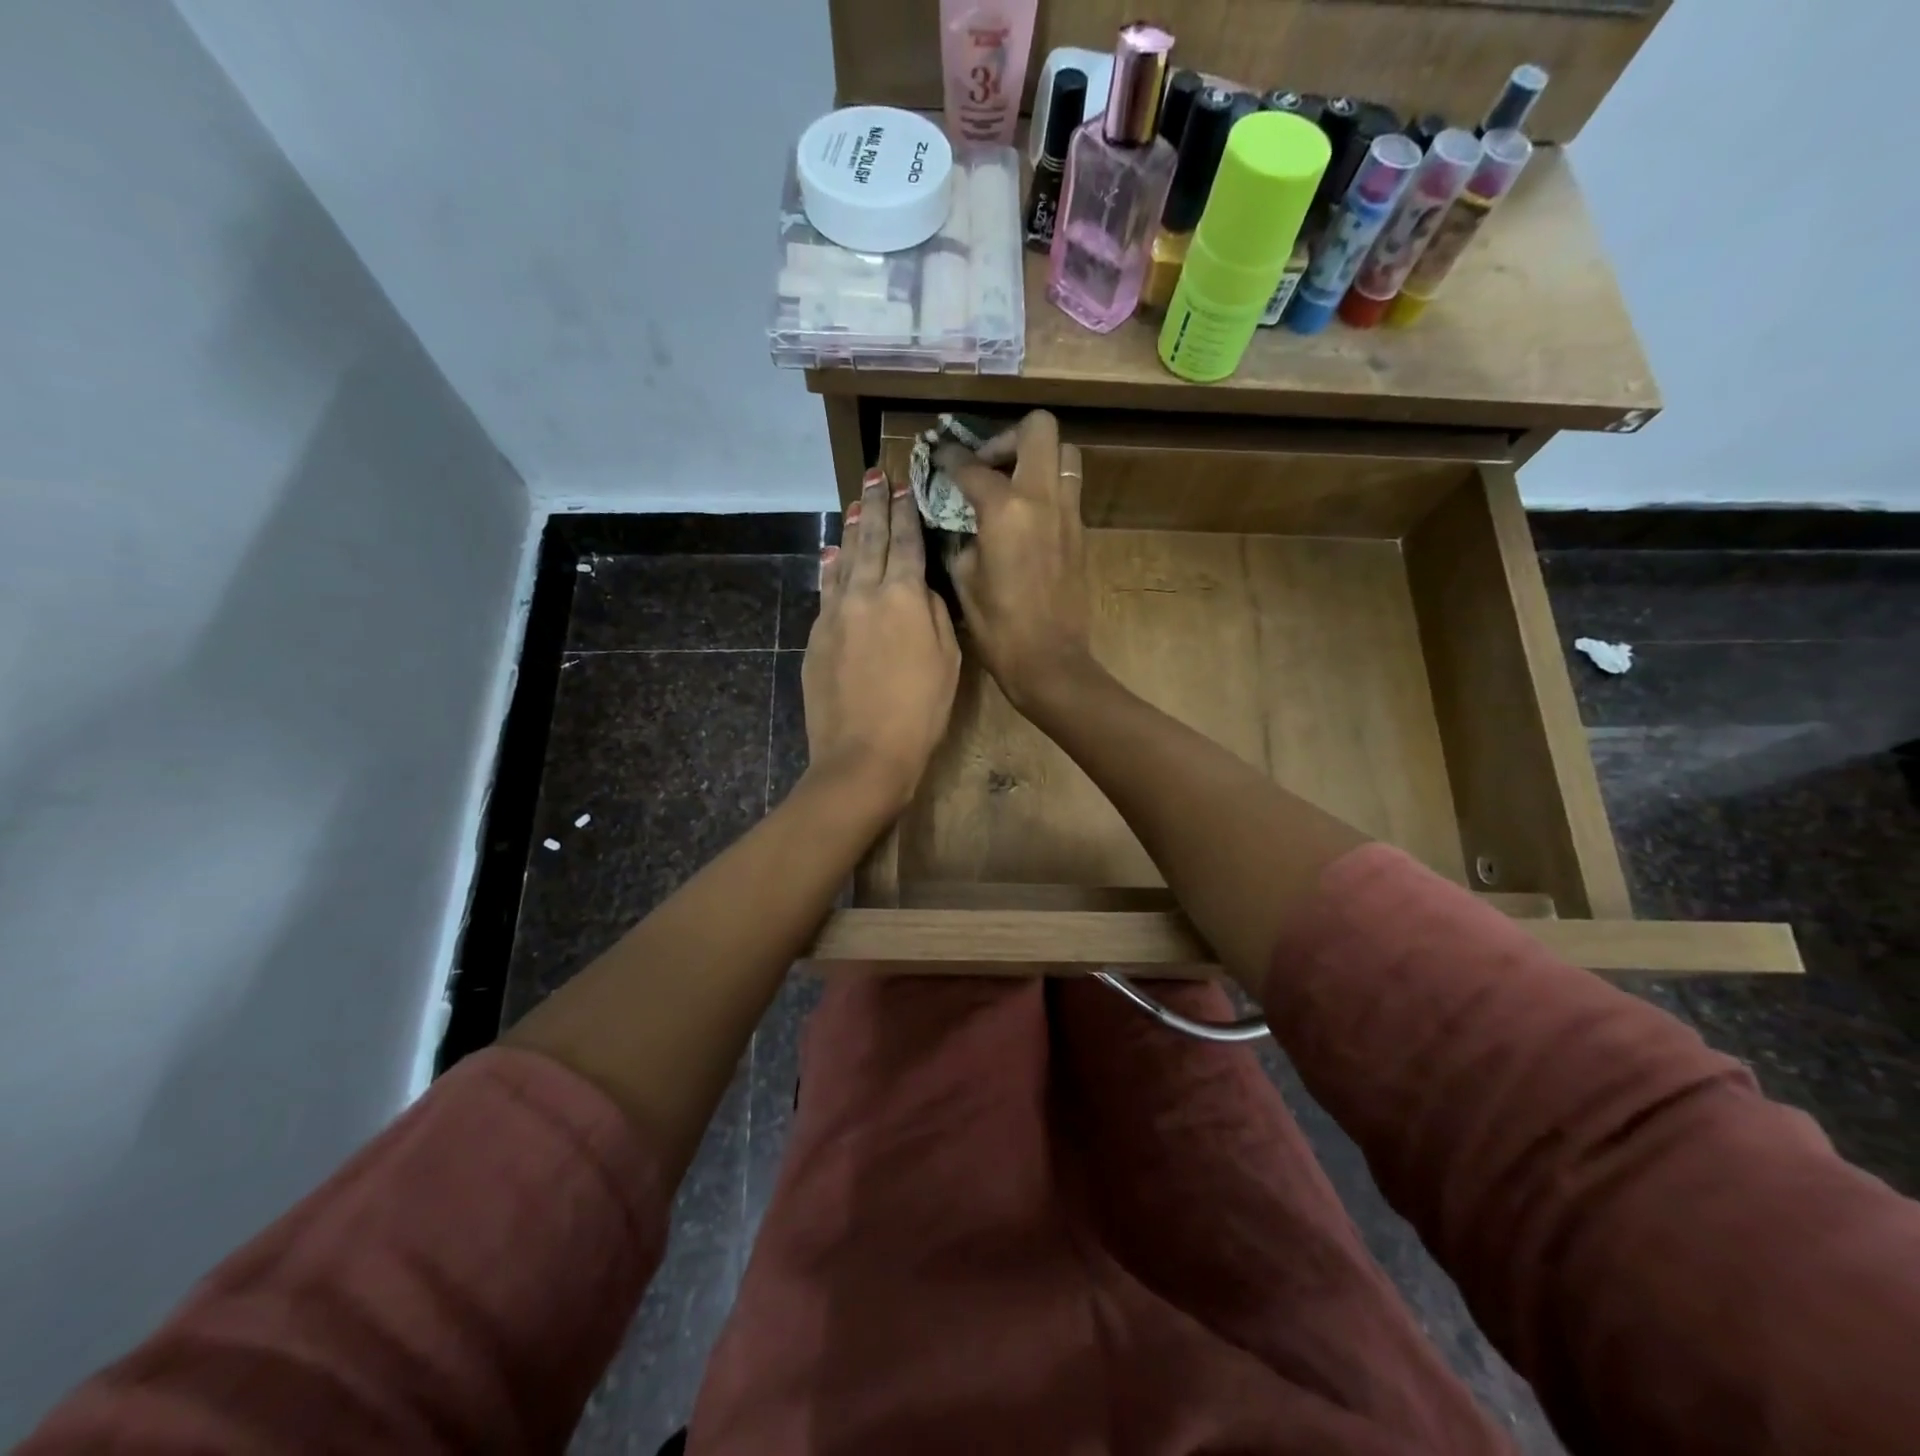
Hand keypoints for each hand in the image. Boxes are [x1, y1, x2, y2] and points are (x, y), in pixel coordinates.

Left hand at [802, 466, 959, 812]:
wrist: (863, 754)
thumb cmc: (920, 712)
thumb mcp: (947, 661)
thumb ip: (934, 615)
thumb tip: (919, 588)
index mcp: (903, 596)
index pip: (906, 542)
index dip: (906, 511)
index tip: (904, 485)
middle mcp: (864, 593)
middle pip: (870, 540)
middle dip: (874, 504)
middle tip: (874, 474)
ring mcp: (834, 613)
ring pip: (843, 560)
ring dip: (850, 529)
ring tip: (854, 504)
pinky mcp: (816, 636)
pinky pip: (826, 590)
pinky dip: (830, 567)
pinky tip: (830, 554)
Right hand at [934, 411, 1089, 710]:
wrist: (1049, 661)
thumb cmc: (998, 628)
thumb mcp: (964, 580)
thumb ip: (963, 539)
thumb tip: (968, 525)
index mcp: (1006, 510)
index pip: (973, 467)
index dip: (951, 458)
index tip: (940, 456)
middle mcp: (1042, 499)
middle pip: (1039, 429)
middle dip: (1009, 436)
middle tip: (989, 463)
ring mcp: (1069, 514)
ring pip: (1064, 454)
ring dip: (1038, 457)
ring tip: (1014, 483)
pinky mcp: (1082, 533)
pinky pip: (1068, 490)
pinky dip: (1048, 489)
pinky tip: (1027, 517)